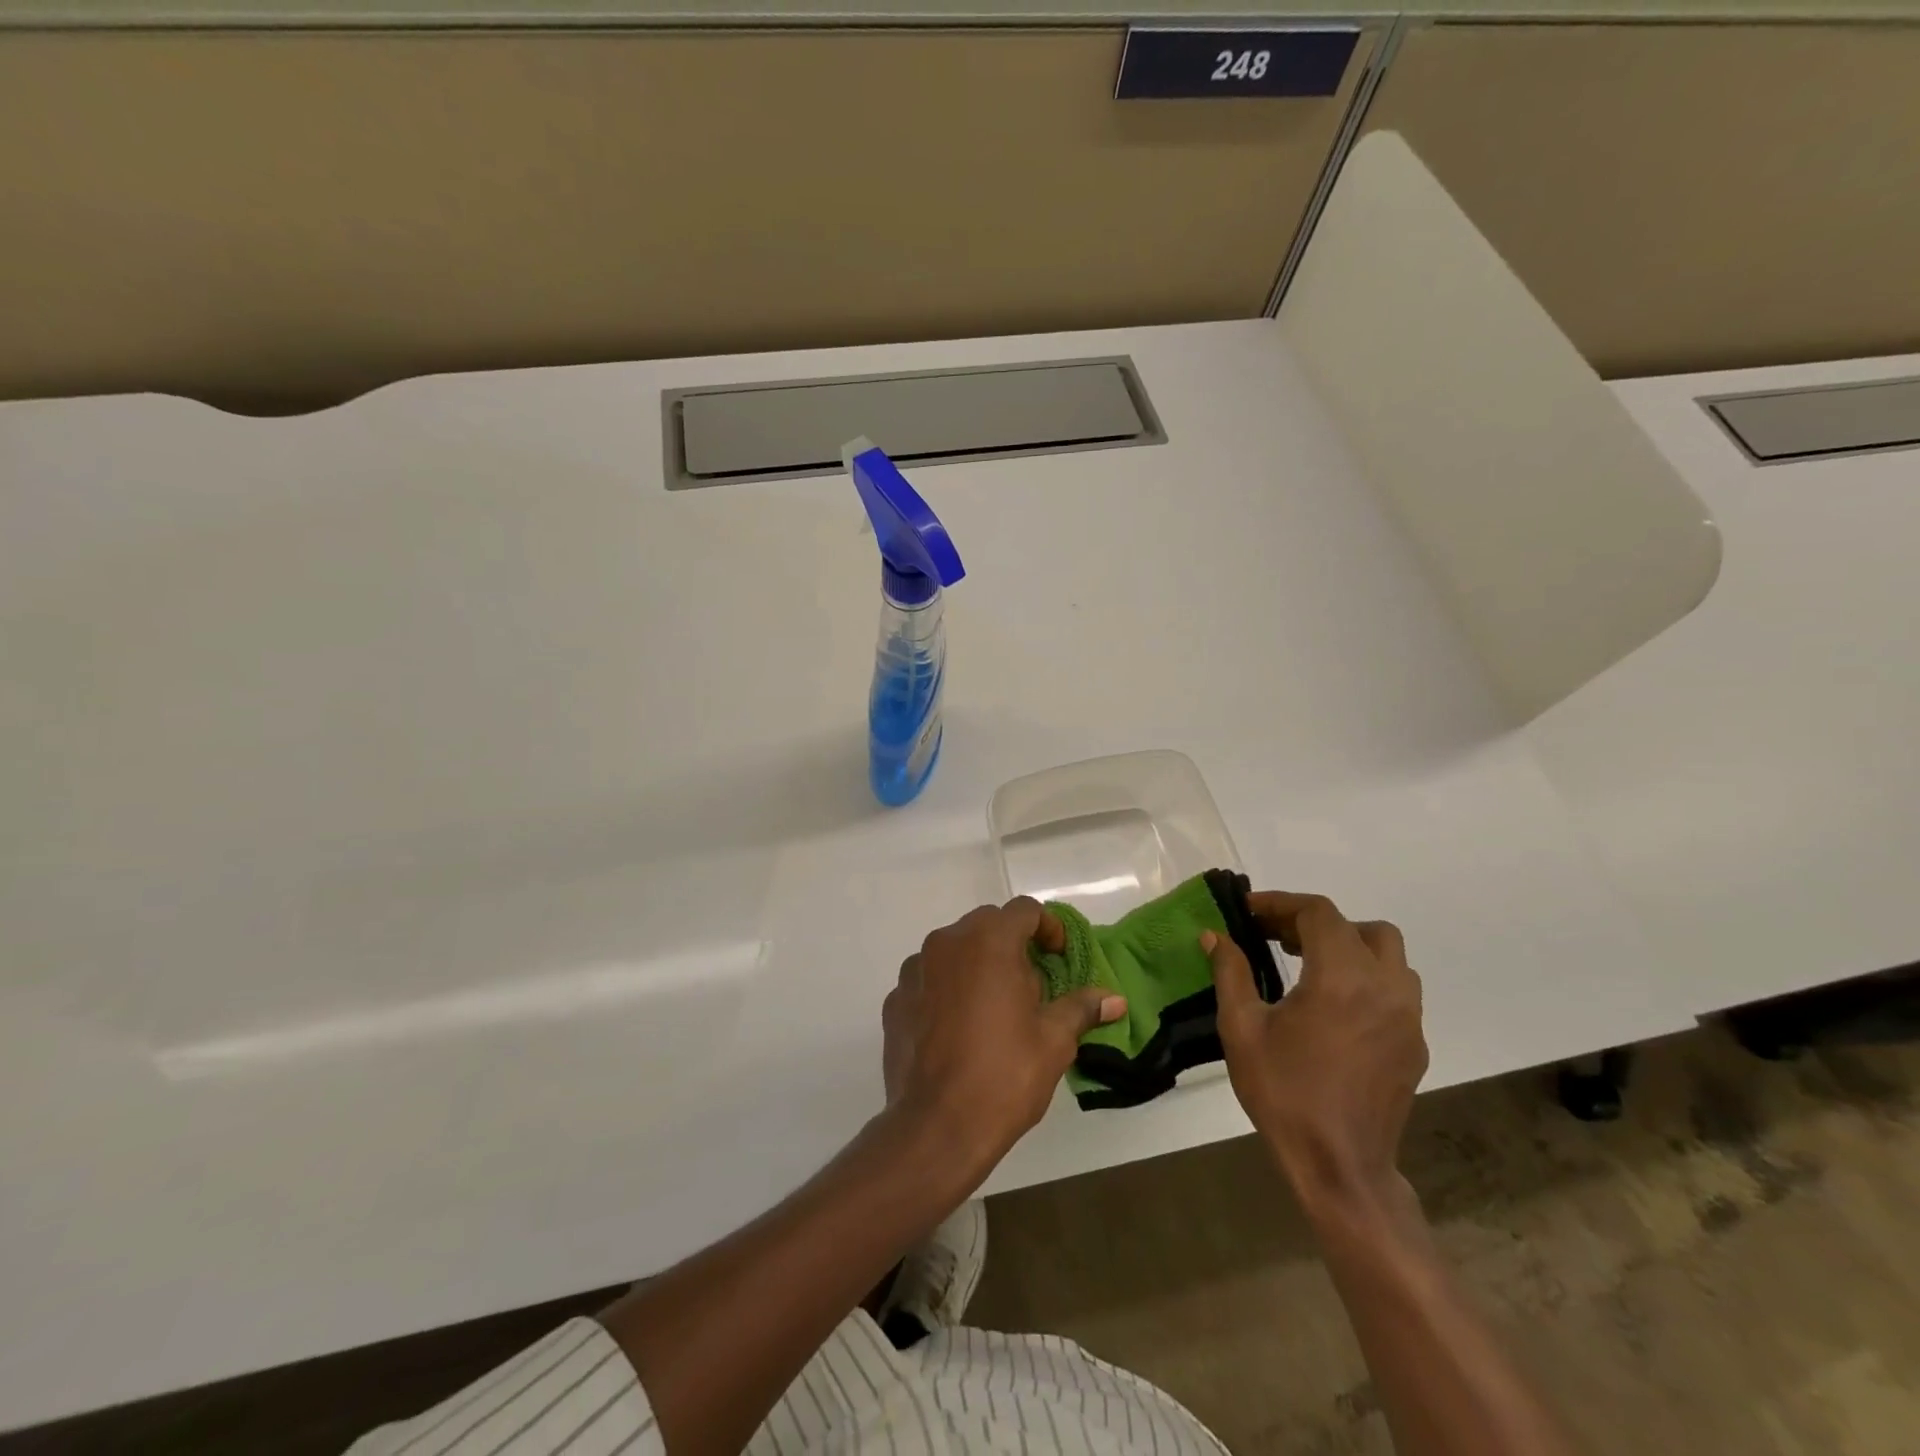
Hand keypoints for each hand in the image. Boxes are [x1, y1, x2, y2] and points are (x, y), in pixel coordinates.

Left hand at [883, 898, 1125, 1180]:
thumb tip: (1115, 999)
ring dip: (978, 966)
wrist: (935, 1127)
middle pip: (988, 925)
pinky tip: (958, 1029)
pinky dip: (947, 990)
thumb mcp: (1054, 1041)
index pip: (1025, 910)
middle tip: (1032, 988)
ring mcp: (915, 969)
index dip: (1048, 928)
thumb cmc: (1004, 1075)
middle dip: (1013, 946)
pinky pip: (929, 979)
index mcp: (989, 941)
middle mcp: (947, 942)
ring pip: (955, 950)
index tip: (1059, 958)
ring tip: (994, 1010)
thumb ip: (1082, 1008)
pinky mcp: (895, 998)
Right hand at [1202, 892, 1427, 1212]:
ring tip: (1309, 964)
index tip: (1248, 911)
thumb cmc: (1284, 1092)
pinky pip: (1396, 990)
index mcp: (1341, 978)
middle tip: (1276, 937)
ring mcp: (1407, 1017)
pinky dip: (1365, 978)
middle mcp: (1384, 988)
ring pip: (1389, 956)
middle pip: (1361, 928)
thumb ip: (1231, 973)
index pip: (1318, 913)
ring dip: (1349, 946)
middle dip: (1316, 922)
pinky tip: (1332, 1005)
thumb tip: (1214, 936)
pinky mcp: (1415, 1044)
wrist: (1340, 1166)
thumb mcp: (1242, 1029)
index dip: (1281, 903)